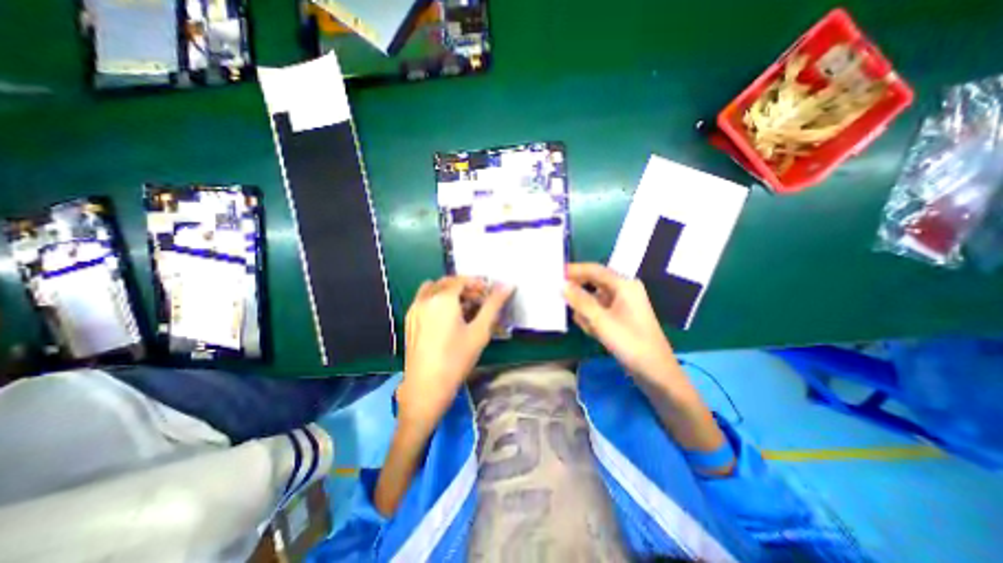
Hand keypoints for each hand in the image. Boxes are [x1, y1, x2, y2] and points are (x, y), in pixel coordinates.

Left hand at [399, 278, 512, 430]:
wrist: (425, 387)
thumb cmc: (456, 359)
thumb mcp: (479, 331)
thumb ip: (494, 305)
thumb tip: (508, 285)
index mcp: (442, 299)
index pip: (462, 280)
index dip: (477, 283)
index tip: (489, 293)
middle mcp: (425, 298)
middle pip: (447, 282)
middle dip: (465, 287)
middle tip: (480, 301)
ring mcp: (414, 309)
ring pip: (434, 289)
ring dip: (450, 292)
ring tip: (464, 308)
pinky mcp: (409, 320)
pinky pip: (425, 300)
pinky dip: (438, 300)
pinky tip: (448, 318)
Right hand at [563, 264, 673, 383]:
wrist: (655, 372)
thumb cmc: (630, 343)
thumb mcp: (601, 321)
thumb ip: (580, 301)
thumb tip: (562, 285)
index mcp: (624, 285)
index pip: (594, 270)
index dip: (574, 270)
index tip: (555, 274)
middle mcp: (623, 290)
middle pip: (593, 283)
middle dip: (579, 294)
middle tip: (560, 299)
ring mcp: (622, 304)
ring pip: (594, 299)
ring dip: (586, 310)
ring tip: (587, 327)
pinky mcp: (620, 316)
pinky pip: (599, 310)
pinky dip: (593, 319)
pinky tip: (594, 332)